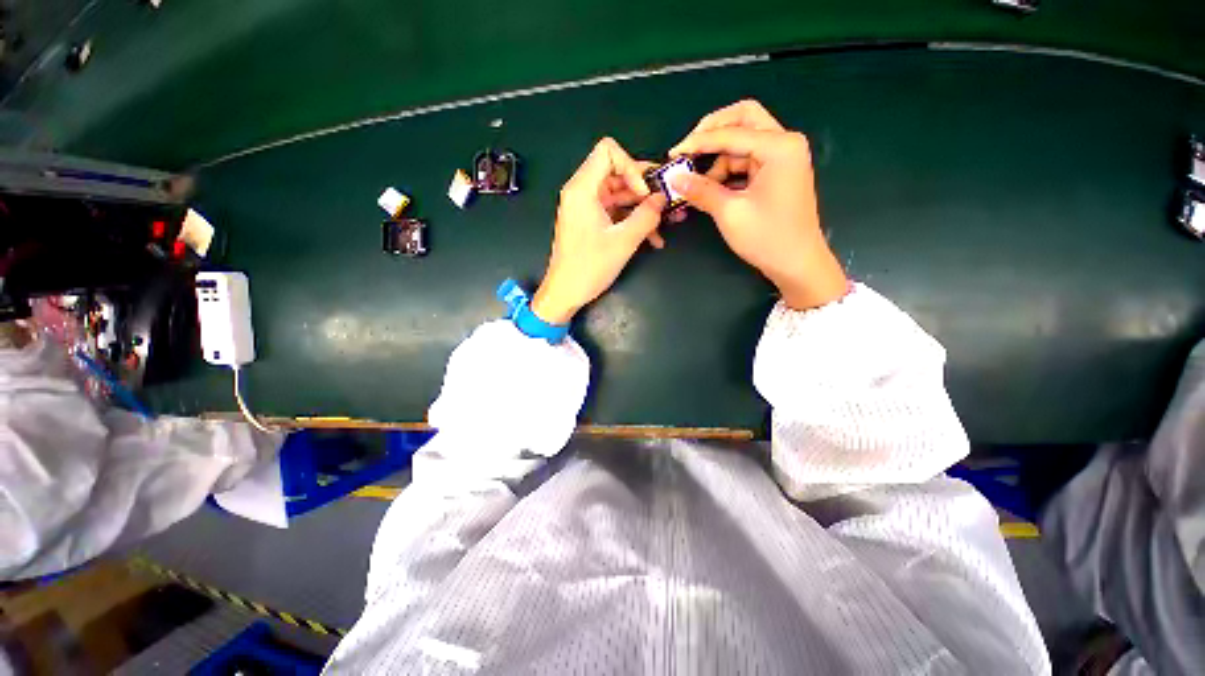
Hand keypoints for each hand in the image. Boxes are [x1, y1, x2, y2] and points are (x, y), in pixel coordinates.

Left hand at [531, 138, 666, 323]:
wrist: (565, 293)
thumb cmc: (589, 267)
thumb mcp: (623, 241)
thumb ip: (646, 216)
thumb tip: (663, 199)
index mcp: (582, 189)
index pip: (608, 151)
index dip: (632, 166)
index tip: (644, 193)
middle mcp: (582, 193)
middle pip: (618, 173)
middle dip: (645, 188)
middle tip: (668, 201)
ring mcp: (587, 209)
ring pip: (620, 196)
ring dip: (643, 208)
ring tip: (668, 223)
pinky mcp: (591, 223)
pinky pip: (615, 213)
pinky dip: (633, 221)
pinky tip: (653, 238)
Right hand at [669, 100, 846, 309]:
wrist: (797, 264)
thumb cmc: (767, 238)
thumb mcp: (730, 213)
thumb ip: (701, 190)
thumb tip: (674, 178)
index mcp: (779, 147)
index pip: (731, 133)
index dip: (698, 142)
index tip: (673, 153)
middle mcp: (784, 143)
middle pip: (744, 119)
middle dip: (713, 131)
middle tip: (688, 149)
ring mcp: (782, 157)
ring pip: (743, 141)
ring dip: (718, 158)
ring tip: (697, 183)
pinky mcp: (776, 173)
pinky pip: (746, 161)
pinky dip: (727, 170)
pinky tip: (711, 187)